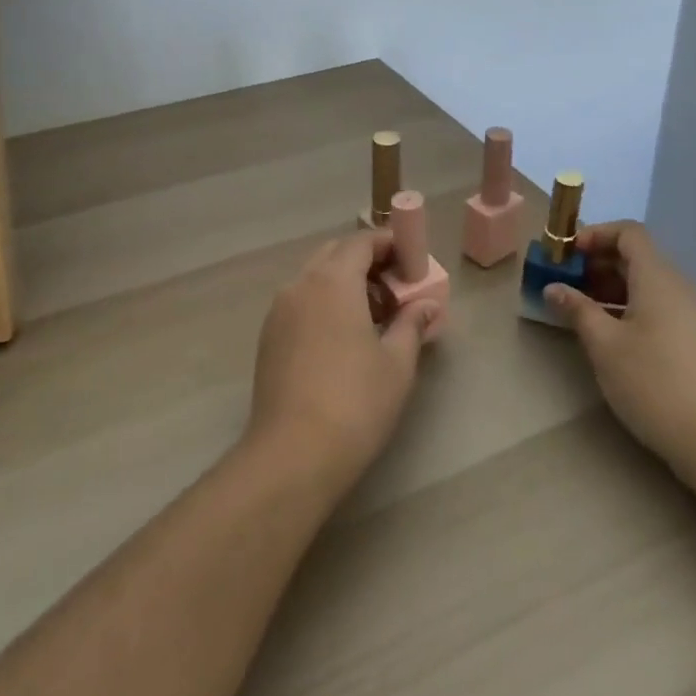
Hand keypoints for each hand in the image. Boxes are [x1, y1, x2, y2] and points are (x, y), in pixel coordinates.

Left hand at [247, 231, 443, 493]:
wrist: (292, 454)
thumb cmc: (355, 403)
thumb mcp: (396, 363)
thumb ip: (412, 324)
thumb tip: (427, 305)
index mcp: (332, 281)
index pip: (361, 242)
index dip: (388, 245)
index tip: (411, 261)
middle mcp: (300, 285)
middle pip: (335, 254)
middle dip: (366, 262)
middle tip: (396, 289)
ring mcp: (279, 311)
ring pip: (314, 278)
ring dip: (344, 283)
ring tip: (374, 316)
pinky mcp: (269, 336)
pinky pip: (301, 302)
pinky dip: (324, 303)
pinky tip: (343, 338)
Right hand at [544, 221, 695, 490]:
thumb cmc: (656, 384)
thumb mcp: (605, 346)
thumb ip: (577, 310)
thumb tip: (554, 287)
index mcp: (658, 278)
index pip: (628, 232)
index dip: (595, 234)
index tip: (566, 255)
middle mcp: (680, 287)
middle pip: (637, 257)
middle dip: (597, 263)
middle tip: (566, 284)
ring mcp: (694, 315)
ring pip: (648, 285)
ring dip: (612, 288)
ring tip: (582, 312)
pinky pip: (660, 307)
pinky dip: (631, 308)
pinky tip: (613, 338)